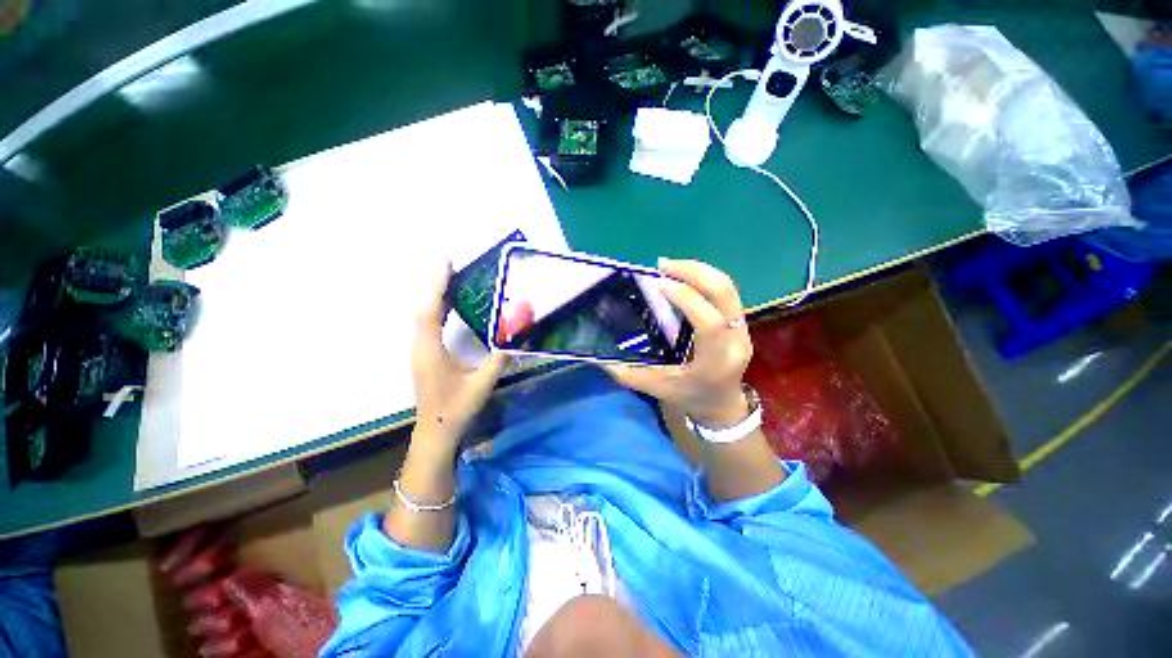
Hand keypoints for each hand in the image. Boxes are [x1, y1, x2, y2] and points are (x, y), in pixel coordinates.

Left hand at [410, 263, 509, 448]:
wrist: (436, 431)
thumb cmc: (456, 409)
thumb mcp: (482, 384)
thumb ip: (499, 359)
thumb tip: (518, 338)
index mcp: (430, 350)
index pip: (430, 310)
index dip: (437, 284)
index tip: (445, 261)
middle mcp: (420, 345)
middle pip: (424, 307)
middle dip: (435, 283)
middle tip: (450, 263)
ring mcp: (420, 350)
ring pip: (424, 314)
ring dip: (435, 294)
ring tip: (450, 276)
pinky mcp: (425, 354)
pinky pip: (428, 323)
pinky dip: (437, 308)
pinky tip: (448, 304)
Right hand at [605, 259, 752, 427]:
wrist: (721, 404)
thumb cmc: (689, 398)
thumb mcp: (657, 389)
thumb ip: (629, 374)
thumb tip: (600, 358)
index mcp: (715, 362)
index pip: (710, 324)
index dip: (687, 299)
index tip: (660, 283)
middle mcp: (735, 341)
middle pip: (725, 295)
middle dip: (694, 272)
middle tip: (663, 265)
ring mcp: (743, 329)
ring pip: (728, 289)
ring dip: (698, 271)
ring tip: (670, 266)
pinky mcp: (740, 322)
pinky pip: (725, 292)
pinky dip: (703, 278)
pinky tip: (682, 276)